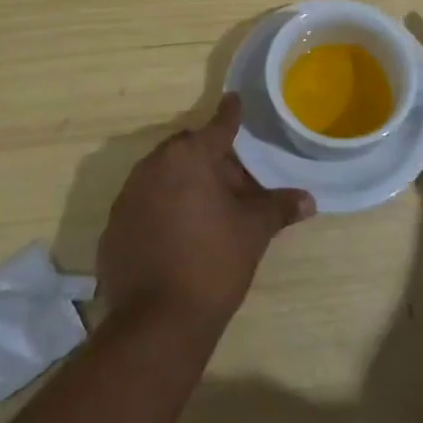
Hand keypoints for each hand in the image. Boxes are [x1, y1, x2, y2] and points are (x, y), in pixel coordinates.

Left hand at [98, 93, 314, 334]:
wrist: (157, 322)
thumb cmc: (213, 262)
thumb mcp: (253, 231)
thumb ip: (279, 208)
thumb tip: (309, 200)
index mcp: (189, 157)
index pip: (217, 126)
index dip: (230, 114)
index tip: (234, 99)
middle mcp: (153, 166)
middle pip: (188, 150)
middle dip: (211, 159)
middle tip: (235, 183)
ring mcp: (127, 196)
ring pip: (163, 175)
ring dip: (185, 183)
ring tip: (209, 210)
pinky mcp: (113, 226)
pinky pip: (144, 203)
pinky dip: (163, 208)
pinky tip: (179, 234)